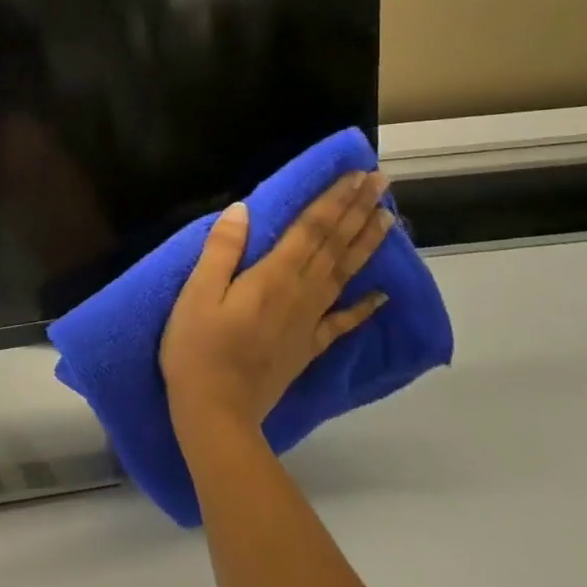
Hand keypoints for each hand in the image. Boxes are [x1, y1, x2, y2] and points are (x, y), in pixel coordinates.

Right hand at [161, 171, 394, 432]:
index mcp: (272, 276)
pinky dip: (364, 307)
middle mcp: (300, 293)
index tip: (357, 174)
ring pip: (345, 274)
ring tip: (389, 218)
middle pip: (335, 245)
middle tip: (383, 182)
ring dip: (367, 244)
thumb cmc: (197, 347)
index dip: (334, 200)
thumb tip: (242, 209)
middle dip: (358, 211)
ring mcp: (309, 322)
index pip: (311, 228)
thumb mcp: (197, 293)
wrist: (216, 411)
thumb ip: (221, 250)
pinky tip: (383, 294)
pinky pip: (342, 322)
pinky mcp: (309, 346)